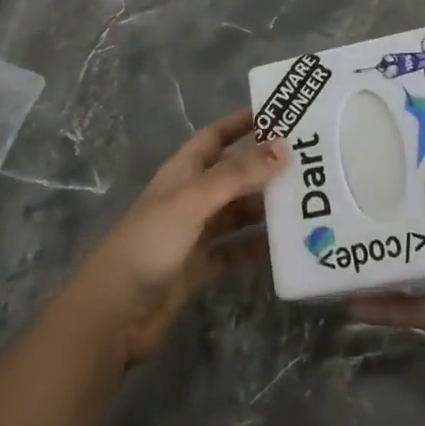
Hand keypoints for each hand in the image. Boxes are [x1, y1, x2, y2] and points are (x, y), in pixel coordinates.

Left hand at [62, 109, 287, 365]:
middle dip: (265, 168)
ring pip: (238, 212)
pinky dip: (257, 246)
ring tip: (307, 204)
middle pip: (233, 174)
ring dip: (266, 208)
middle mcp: (190, 197)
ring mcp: (195, 232)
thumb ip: (238, 175)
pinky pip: (235, 249)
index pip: (216, 136)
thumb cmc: (150, 243)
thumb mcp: (194, 200)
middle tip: (310, 164)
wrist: (115, 311)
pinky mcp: (200, 266)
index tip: (280, 114)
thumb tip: (283, 147)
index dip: (242, 122)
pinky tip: (286, 247)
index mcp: (183, 172)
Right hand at [350, 126, 424, 363]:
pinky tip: (347, 300)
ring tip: (327, 238)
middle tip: (335, 181)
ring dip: (371, 250)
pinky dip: (382, 306)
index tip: (378, 134)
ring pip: (404, 256)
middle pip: (414, 211)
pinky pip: (413, 306)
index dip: (415, 154)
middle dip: (379, 198)